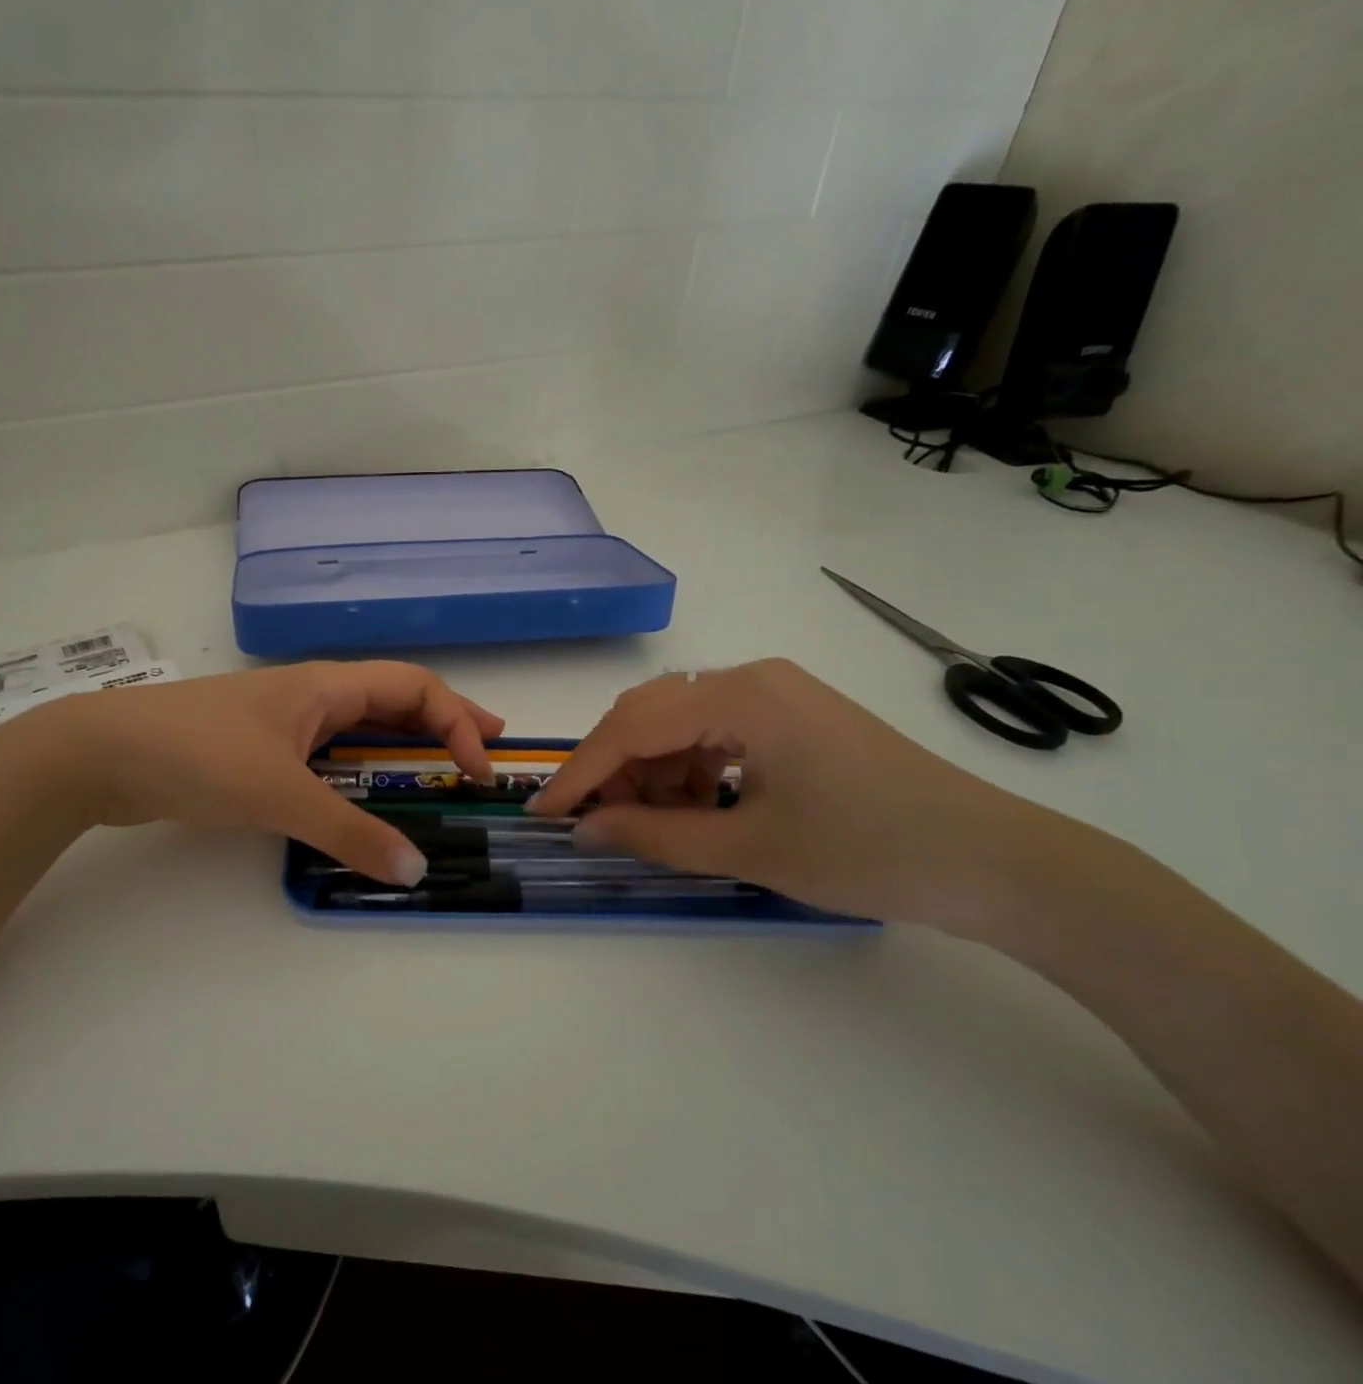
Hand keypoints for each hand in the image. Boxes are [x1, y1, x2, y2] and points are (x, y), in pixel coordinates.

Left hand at [30, 662, 502, 885]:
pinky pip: (330, 757)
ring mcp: (286, 723)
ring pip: (362, 729)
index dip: (457, 721)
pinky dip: (362, 774)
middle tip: (486, 754)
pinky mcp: (261, 752)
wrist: (102, 753)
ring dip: (405, 749)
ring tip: (440, 774)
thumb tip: (415, 870)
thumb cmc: (198, 754)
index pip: (416, 687)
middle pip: (395, 700)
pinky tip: (368, 798)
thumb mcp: (280, 794)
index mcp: (327, 686)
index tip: (478, 770)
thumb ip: (348, 832)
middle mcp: (314, 696)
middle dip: (445, 724)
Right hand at [525, 659, 1075, 932]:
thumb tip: (585, 830)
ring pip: (681, 723)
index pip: (633, 726)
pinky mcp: (793, 716)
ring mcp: (776, 693)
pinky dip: (692, 771)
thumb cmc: (871, 852)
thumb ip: (655, 835)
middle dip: (615, 769)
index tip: (543, 813)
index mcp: (741, 695)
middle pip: (651, 714)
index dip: (582, 771)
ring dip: (654, 772)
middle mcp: (752, 678)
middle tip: (596, 823)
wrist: (999, 863)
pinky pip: (717, 733)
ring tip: (657, 825)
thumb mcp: (750, 849)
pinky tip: (702, 810)